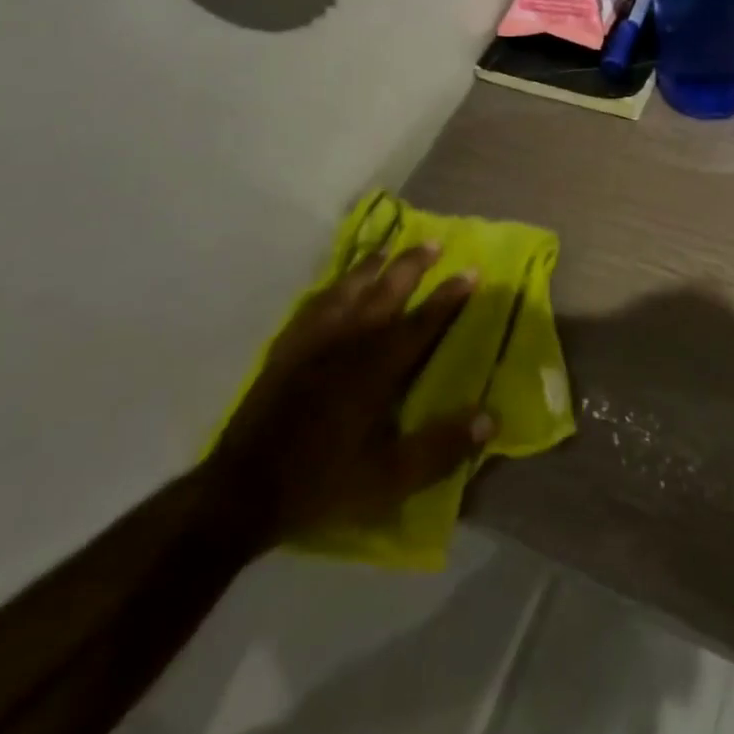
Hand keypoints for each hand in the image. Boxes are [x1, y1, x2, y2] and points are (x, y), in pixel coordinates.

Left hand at [203, 242, 493, 555]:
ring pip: (348, 288)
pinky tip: (334, 286)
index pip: (424, 320)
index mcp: (378, 366)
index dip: (450, 295)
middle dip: (413, 264)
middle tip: (435, 242)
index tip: (472, 270)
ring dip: (372, 266)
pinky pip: (313, 304)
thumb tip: (491, 418)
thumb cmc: (322, 482)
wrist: (241, 491)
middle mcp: (349, 340)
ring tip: (387, 250)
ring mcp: (313, 340)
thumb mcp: (390, 478)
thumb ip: (441, 447)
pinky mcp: (286, 348)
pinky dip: (331, 288)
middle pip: (387, 290)